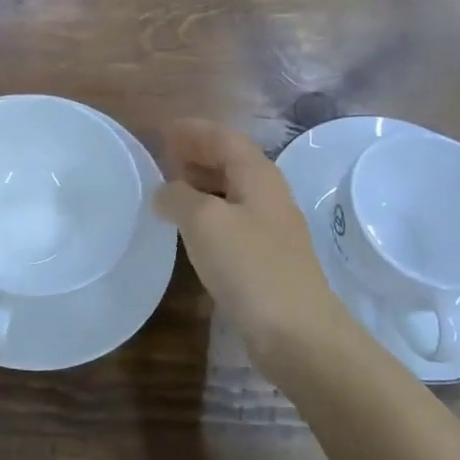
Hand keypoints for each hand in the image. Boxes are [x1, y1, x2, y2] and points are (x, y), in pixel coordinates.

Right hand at [155, 119, 356, 380]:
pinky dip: (206, 212)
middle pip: (230, 162)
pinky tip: (188, 227)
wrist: (296, 331)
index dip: (195, 130)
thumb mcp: (204, 221)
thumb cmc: (249, 265)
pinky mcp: (264, 258)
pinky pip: (230, 220)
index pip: (225, 138)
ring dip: (201, 183)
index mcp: (258, 176)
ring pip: (230, 192)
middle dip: (197, 153)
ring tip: (168, 186)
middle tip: (163, 154)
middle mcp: (267, 195)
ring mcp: (268, 228)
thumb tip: (164, 191)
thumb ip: (178, 196)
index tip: (165, 128)